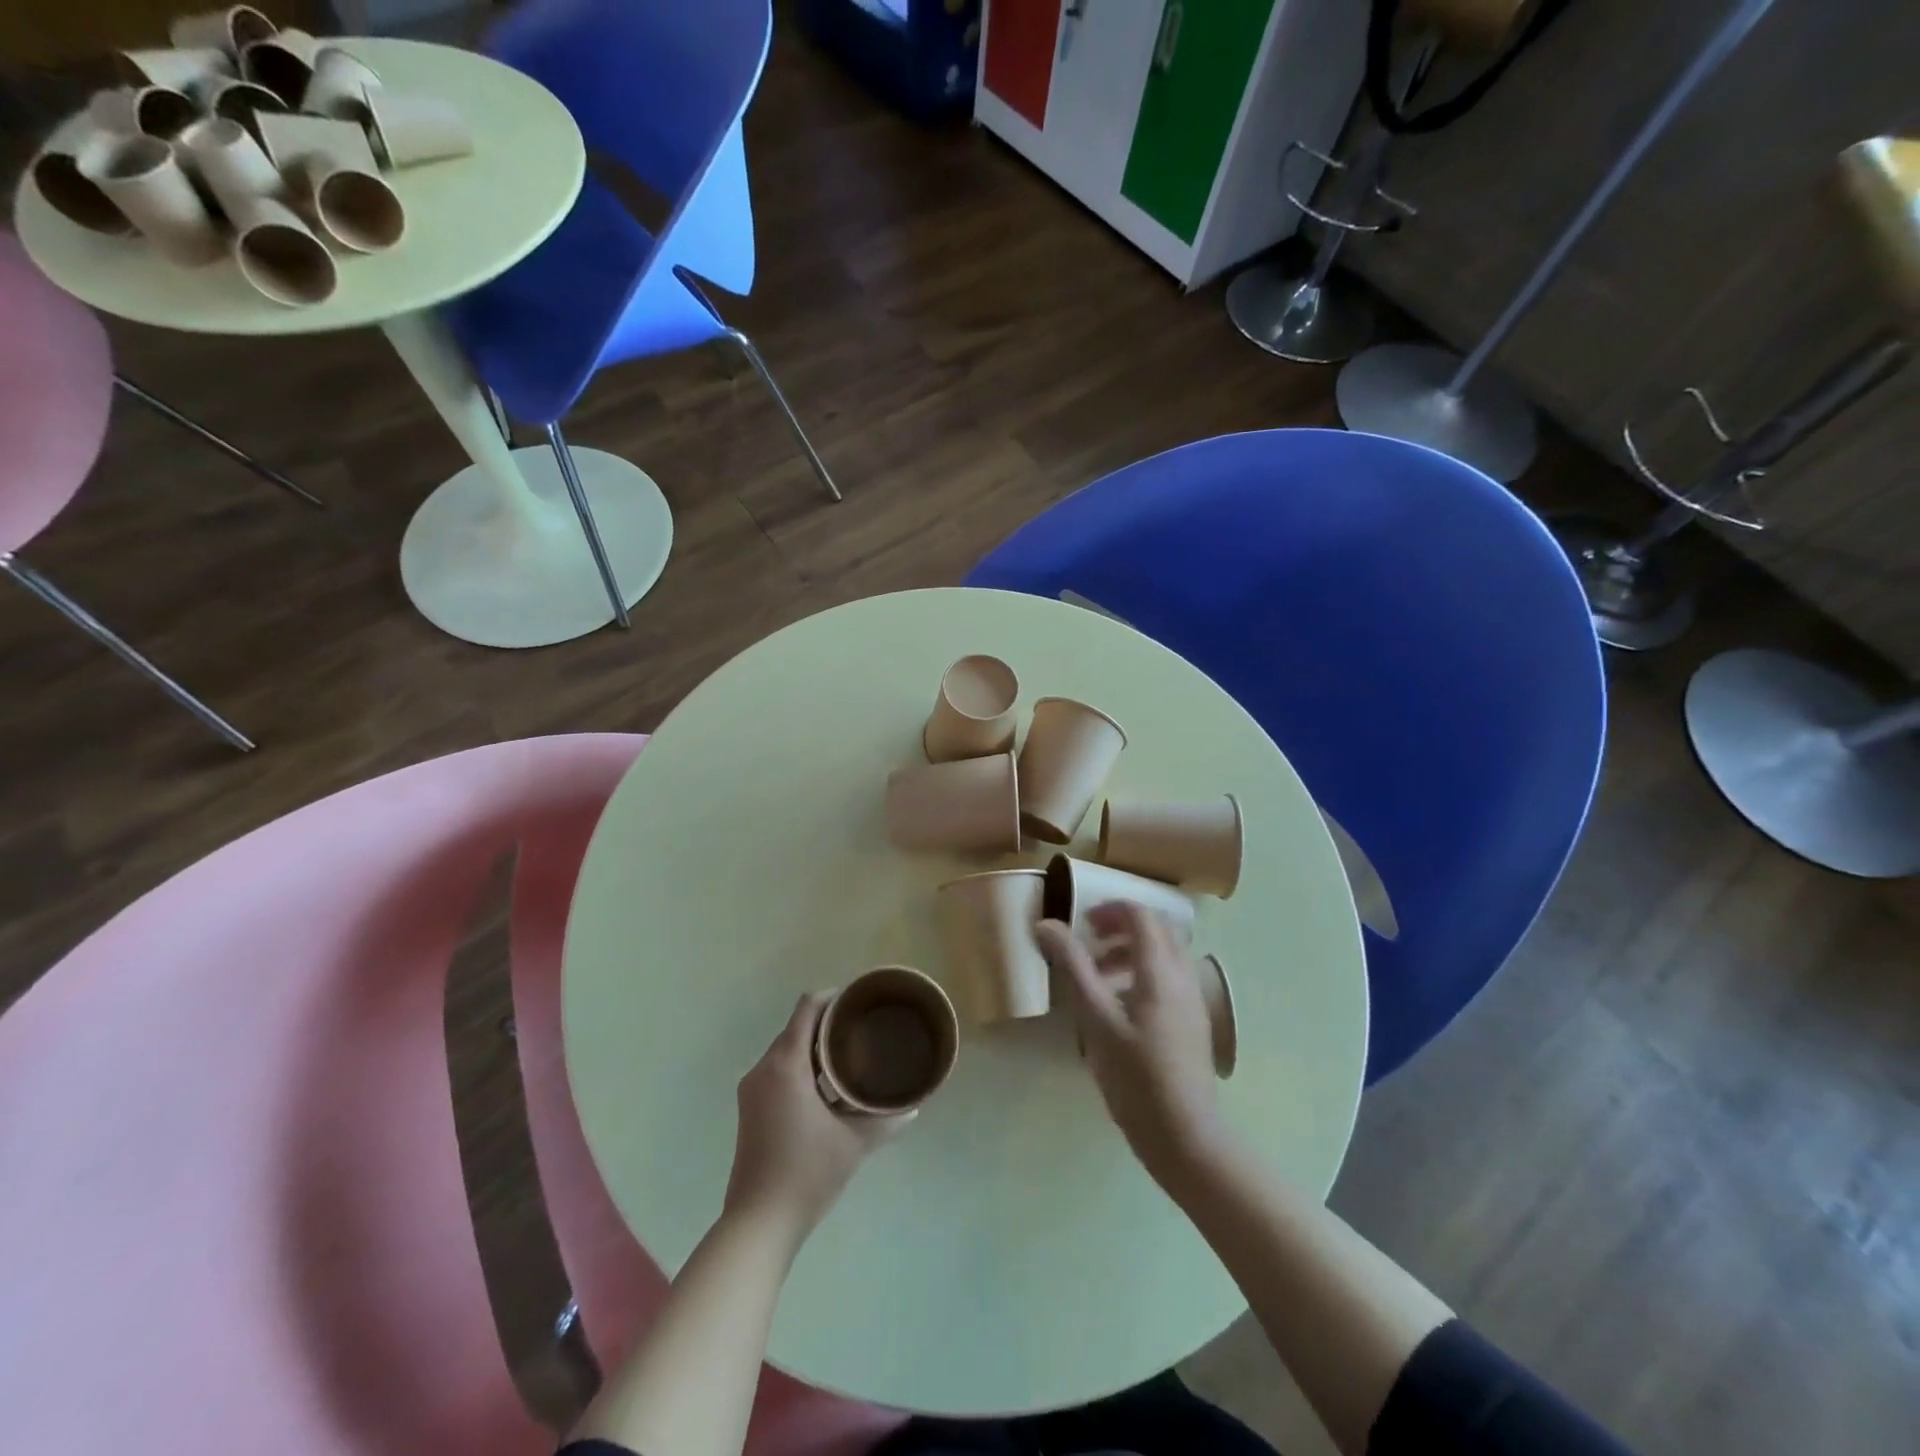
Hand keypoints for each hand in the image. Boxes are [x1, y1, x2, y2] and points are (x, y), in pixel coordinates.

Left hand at [723, 992, 910, 1248]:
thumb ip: (884, 1119)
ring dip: (814, 1048)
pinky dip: (801, 1068)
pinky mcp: (750, 1108)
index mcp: (785, 1065)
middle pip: (796, 1028)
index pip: (806, 1009)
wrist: (758, 1223)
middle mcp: (763, 1069)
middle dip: (827, 1024)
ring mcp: (752, 1090)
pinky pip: (777, 1071)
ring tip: (849, 1056)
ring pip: (786, 1051)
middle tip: (861, 1029)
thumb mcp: (853, 1143)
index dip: (831, 997)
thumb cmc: (807, 1173)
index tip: (857, 1000)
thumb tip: (914, 1107)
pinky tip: (826, 1087)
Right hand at [1037, 904, 1223, 1186]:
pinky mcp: (1194, 1021)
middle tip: (1090, 941)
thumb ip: (1073, 966)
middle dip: (1122, 926)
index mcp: (1160, 970)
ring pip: (1166, 953)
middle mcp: (1184, 976)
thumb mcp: (1095, 1019)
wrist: (1185, 1136)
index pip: (1141, 915)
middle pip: (1158, 929)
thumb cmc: (1135, 1077)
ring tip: (1100, 976)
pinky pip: (1171, 977)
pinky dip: (1145, 972)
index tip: (1081, 923)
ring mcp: (1193, 1000)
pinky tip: (1121, 1006)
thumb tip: (1045, 924)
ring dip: (1133, 950)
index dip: (1110, 909)